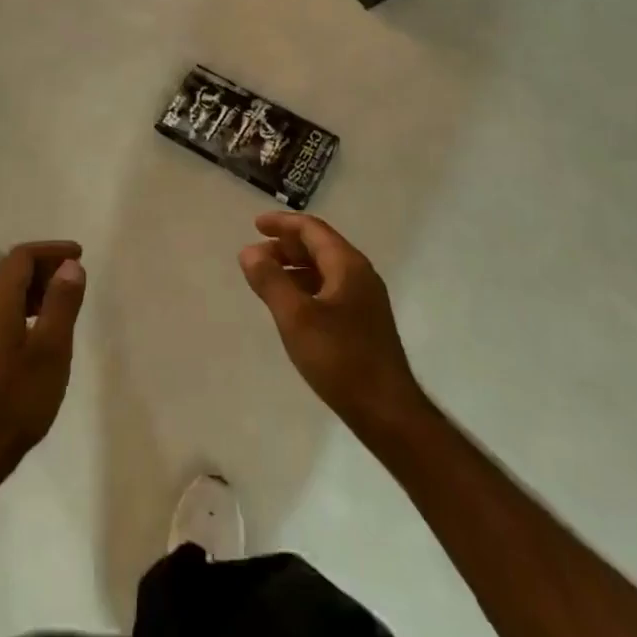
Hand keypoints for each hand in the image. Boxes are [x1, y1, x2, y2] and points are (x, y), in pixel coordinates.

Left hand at [0, 241, 85, 490]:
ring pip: (3, 295)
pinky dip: (21, 310)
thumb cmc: (14, 401)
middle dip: (43, 268)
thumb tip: (70, 266)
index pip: (22, 257)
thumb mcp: (50, 350)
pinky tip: (37, 335)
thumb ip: (61, 303)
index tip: (79, 255)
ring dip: (33, 290)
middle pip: (10, 273)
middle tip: (74, 278)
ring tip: (61, 304)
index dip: (52, 251)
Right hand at [240, 213, 427, 440]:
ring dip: (295, 267)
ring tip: (267, 279)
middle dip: (286, 246)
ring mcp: (365, 299)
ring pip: (324, 269)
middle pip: (319, 246)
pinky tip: (291, 306)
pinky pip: (330, 289)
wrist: (387, 412)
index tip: (255, 225)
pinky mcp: (364, 322)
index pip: (312, 229)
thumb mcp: (296, 318)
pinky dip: (306, 287)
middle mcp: (360, 275)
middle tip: (255, 256)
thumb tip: (249, 251)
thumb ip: (271, 281)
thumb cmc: (340, 359)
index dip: (282, 224)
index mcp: (348, 265)